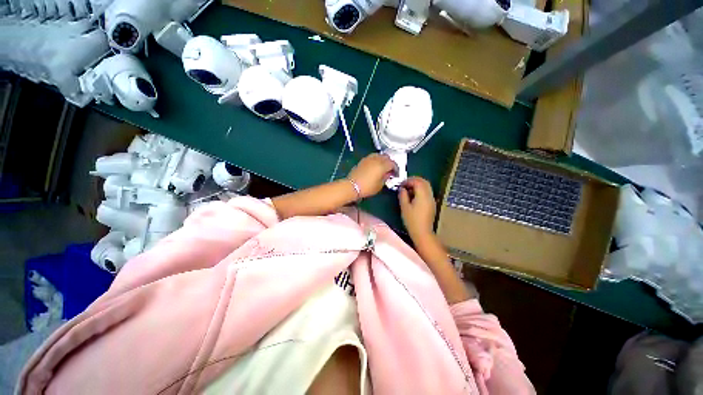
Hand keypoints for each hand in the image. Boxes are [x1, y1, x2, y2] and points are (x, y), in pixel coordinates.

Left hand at [347, 153, 396, 198]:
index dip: (396, 169)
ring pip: (379, 155)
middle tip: (390, 170)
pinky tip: (375, 166)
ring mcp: (369, 158)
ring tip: (383, 167)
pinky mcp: (363, 160)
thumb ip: (386, 177)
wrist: (352, 186)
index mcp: (382, 165)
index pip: (393, 164)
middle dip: (390, 163)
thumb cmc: (367, 187)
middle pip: (386, 157)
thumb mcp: (380, 185)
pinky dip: (376, 160)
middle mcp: (376, 159)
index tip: (396, 174)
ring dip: (383, 160)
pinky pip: (372, 157)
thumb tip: (388, 174)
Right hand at [399, 177, 436, 239]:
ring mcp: (432, 199)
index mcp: (422, 195)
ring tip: (408, 190)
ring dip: (418, 185)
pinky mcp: (432, 204)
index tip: (401, 184)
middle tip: (405, 184)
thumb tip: (402, 188)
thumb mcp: (404, 207)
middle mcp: (429, 195)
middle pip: (424, 182)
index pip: (417, 182)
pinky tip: (413, 196)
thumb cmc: (412, 220)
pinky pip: (427, 192)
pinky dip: (421, 190)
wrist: (422, 232)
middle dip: (414, 180)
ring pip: (426, 186)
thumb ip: (403, 195)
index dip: (409, 180)